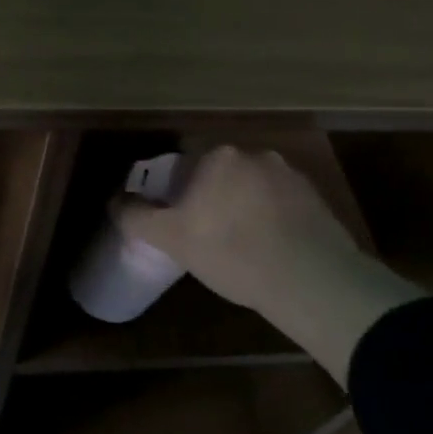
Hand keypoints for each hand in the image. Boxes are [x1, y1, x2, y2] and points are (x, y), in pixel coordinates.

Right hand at [115, 146, 420, 386]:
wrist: (309, 279)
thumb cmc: (230, 252)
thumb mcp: (170, 238)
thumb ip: (137, 217)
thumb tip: (115, 201)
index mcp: (218, 156)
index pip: (186, 161)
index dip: (178, 189)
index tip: (179, 217)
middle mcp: (256, 154)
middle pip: (222, 171)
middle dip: (213, 195)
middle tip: (206, 232)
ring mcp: (291, 175)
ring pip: (253, 186)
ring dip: (244, 205)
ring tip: (241, 244)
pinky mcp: (317, 198)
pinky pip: (282, 203)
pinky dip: (272, 218)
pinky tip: (270, 249)